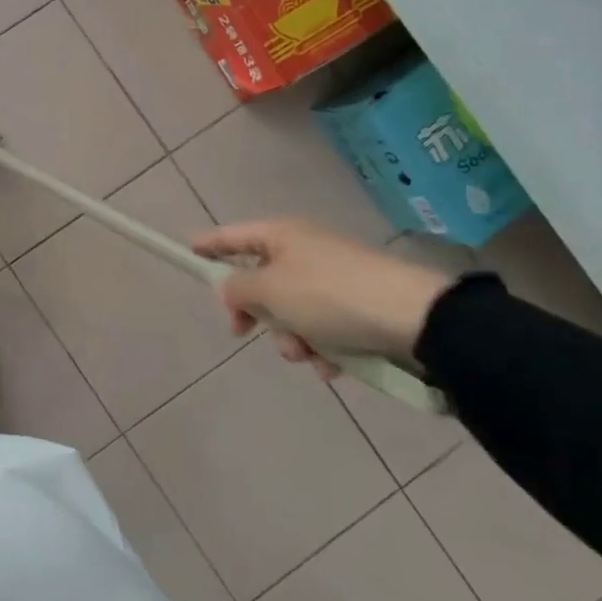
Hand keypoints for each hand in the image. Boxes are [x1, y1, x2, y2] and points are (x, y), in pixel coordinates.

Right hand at [193, 217, 454, 377]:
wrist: (413, 317)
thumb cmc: (329, 296)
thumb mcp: (270, 290)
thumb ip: (238, 289)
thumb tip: (232, 289)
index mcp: (281, 236)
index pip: (232, 236)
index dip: (208, 245)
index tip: (188, 253)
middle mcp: (305, 251)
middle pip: (260, 281)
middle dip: (256, 314)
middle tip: (245, 332)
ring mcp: (333, 278)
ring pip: (290, 312)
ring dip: (291, 338)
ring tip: (309, 354)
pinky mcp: (357, 305)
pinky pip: (322, 328)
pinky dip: (322, 347)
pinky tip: (332, 364)